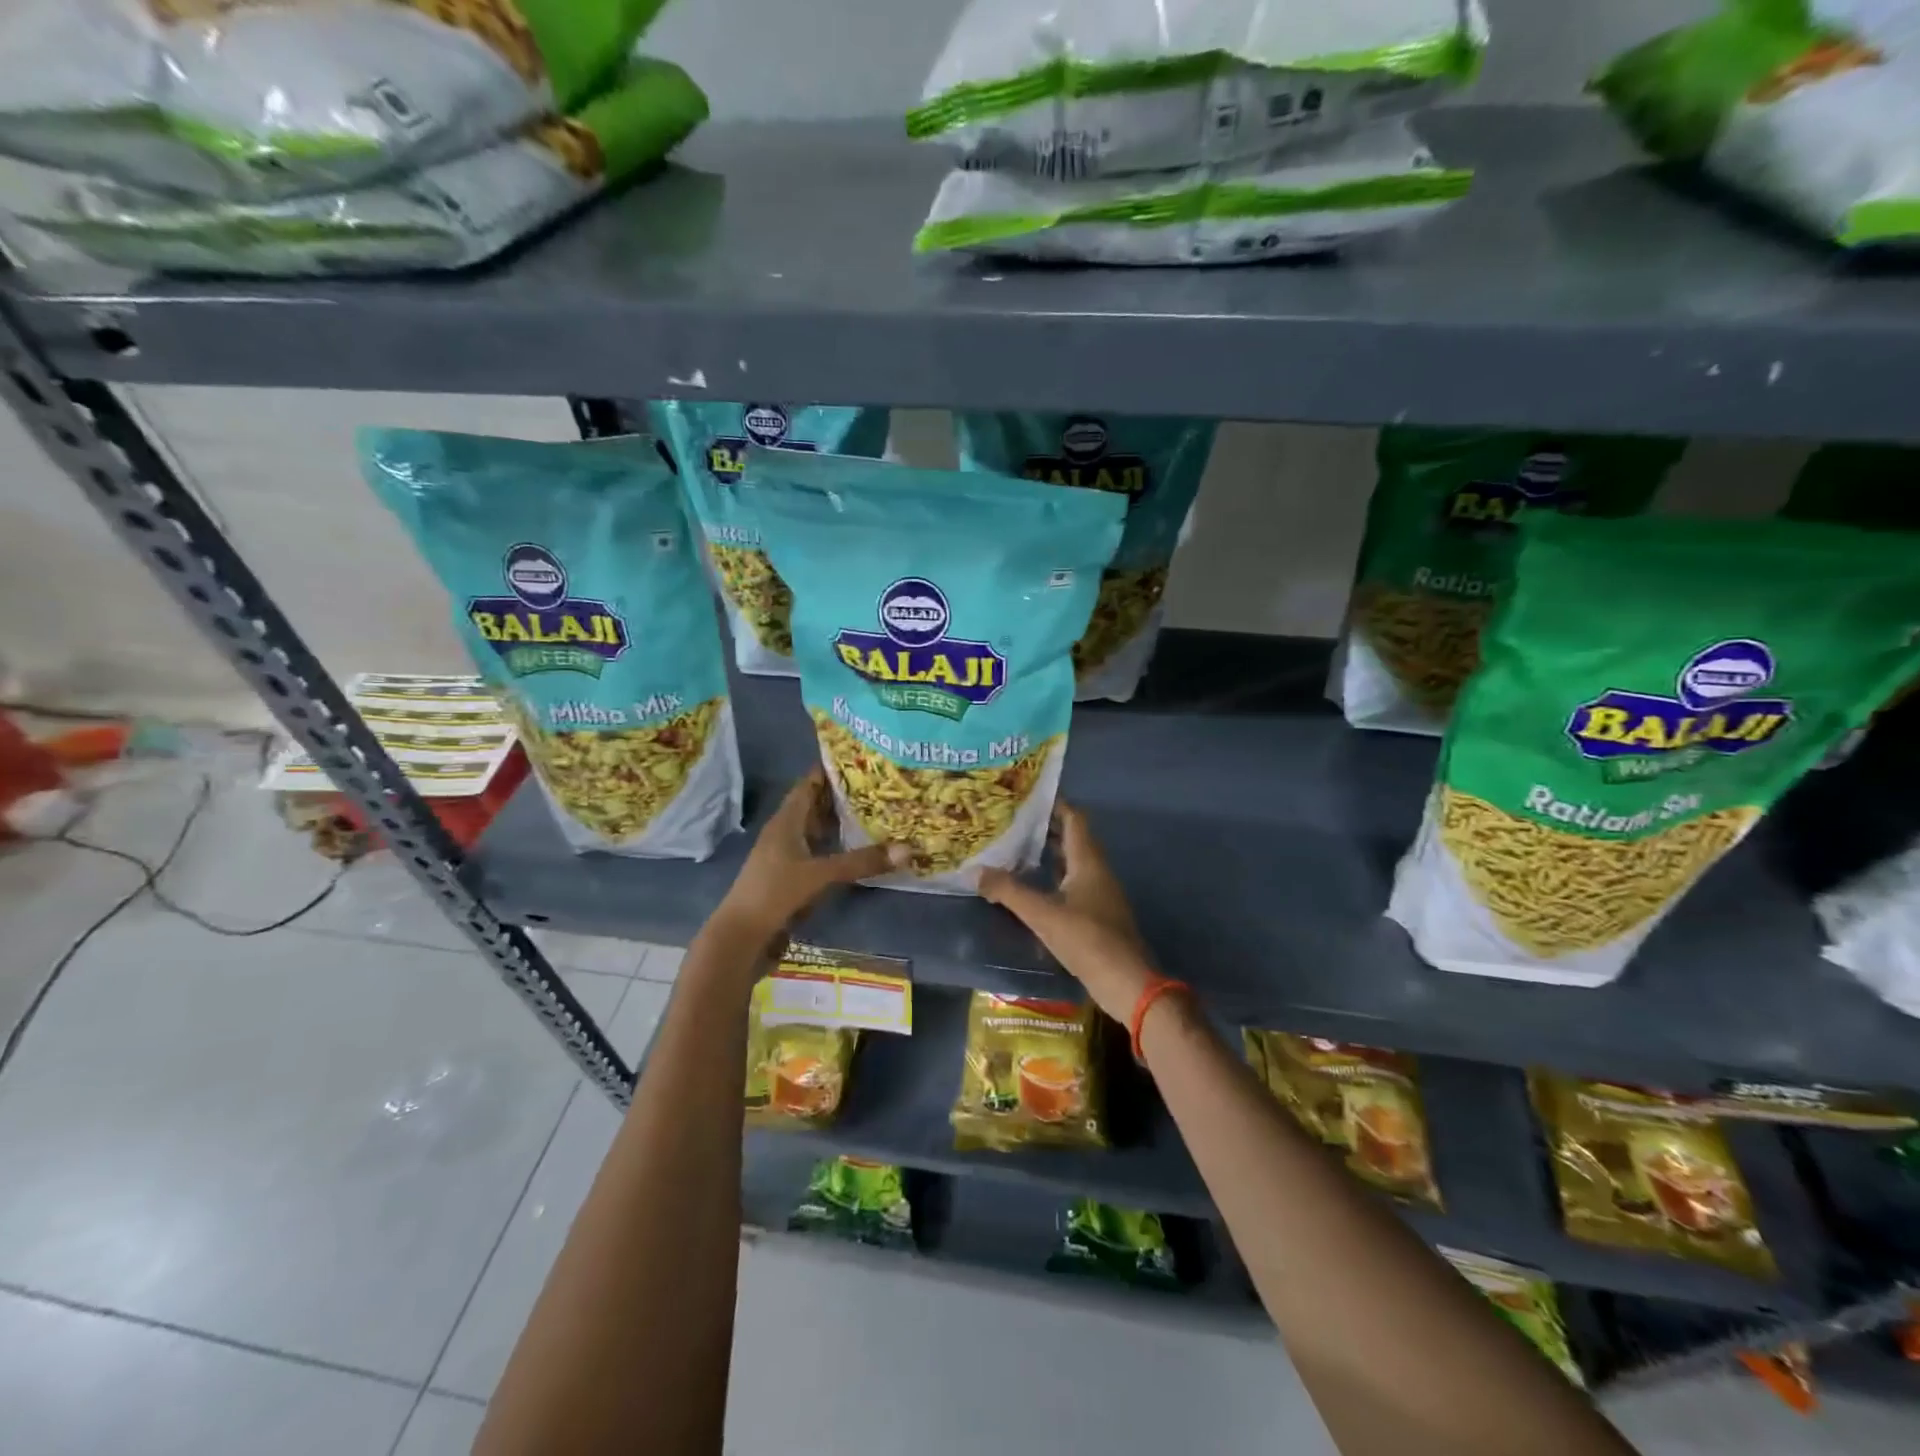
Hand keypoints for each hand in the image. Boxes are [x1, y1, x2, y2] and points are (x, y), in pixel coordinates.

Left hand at [714, 769, 905, 944]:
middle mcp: (785, 832)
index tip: (862, 758)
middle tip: (879, 785)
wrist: (741, 937)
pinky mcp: (790, 877)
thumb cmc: (774, 893)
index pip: (809, 784)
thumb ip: (861, 862)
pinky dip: (836, 847)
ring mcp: (786, 856)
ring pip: (816, 830)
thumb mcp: (820, 874)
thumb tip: (908, 849)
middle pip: (815, 806)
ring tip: (875, 812)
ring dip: (840, 822)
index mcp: (786, 821)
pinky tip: (857, 851)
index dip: (830, 769)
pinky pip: (818, 852)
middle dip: (843, 795)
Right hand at [978, 802, 1158, 1022]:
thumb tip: (975, 871)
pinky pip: (1073, 883)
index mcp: (1088, 861)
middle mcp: (1097, 871)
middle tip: (1012, 822)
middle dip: (1045, 828)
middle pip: (1072, 838)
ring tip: (1015, 849)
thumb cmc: (1088, 940)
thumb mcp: (1043, 914)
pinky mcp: (1097, 914)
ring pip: (1072, 862)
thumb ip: (1009, 891)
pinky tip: (1033, 887)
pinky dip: (1053, 877)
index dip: (1053, 804)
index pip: (1074, 818)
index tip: (1026, 797)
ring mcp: (1099, 893)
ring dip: (1048, 853)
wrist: (1127, 983)